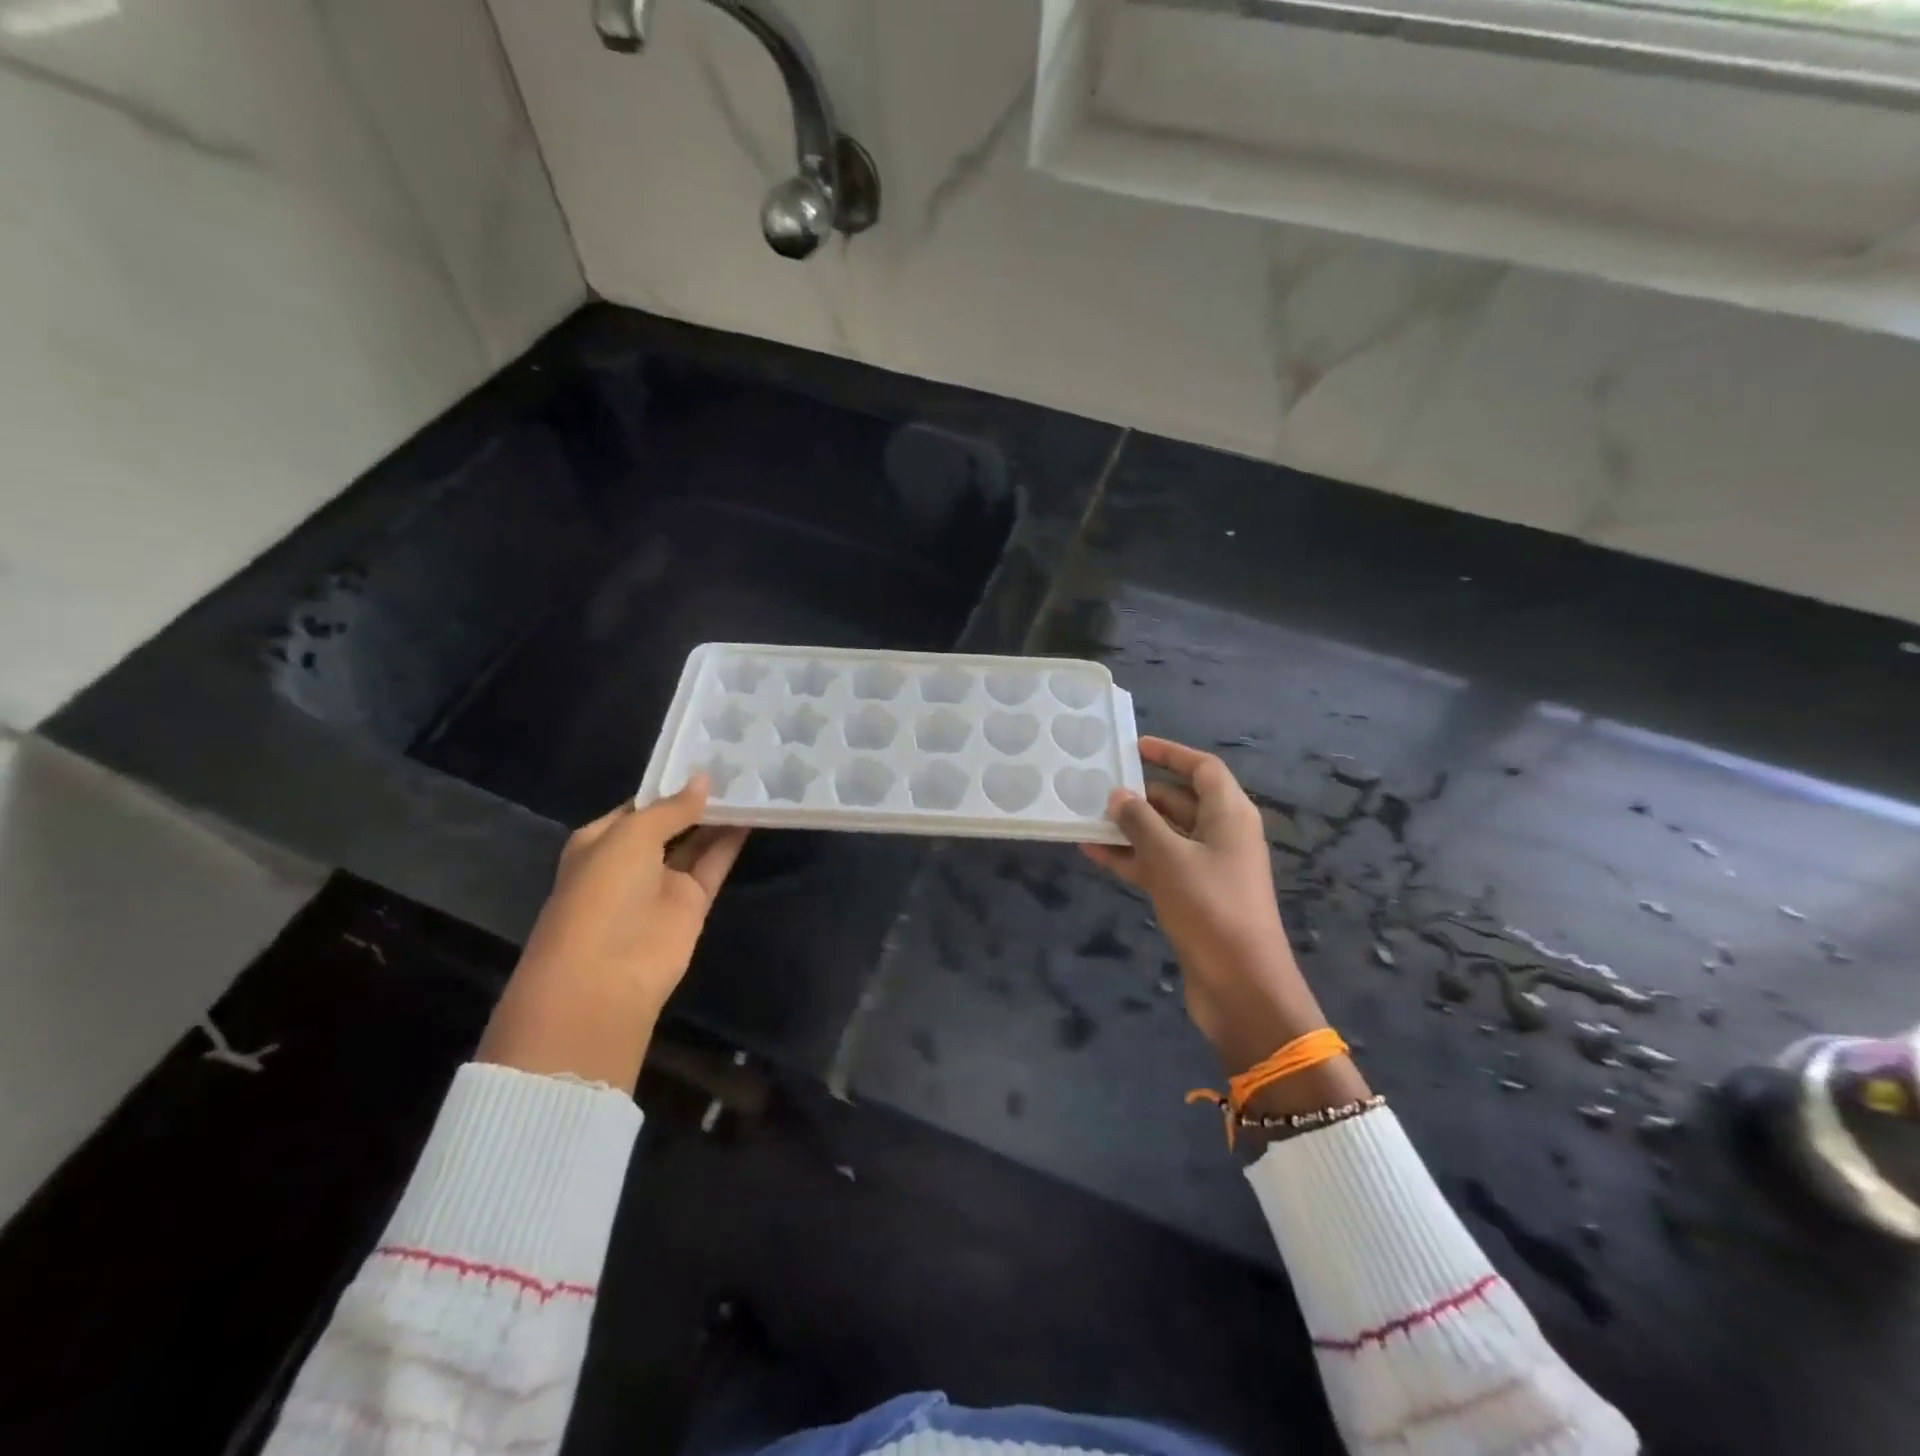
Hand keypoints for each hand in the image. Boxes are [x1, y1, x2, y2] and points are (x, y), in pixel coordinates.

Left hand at [477, 774, 747, 1092]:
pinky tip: (754, 814)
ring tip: (751, 781)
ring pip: (696, 841)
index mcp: (602, 839)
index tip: (705, 756)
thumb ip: (671, 808)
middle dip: (698, 798)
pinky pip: (714, 863)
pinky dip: (731, 842)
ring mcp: (663, 882)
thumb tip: (704, 780)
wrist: (606, 974)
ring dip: (719, 817)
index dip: (671, 783)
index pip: (641, 804)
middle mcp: (632, 859)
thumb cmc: (603, 892)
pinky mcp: (692, 902)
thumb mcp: (630, 836)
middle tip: (736, 763)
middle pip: (672, 821)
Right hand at [1081, 738, 1367, 1112]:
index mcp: (1230, 815)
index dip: (1170, 754)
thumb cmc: (1210, 908)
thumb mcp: (1169, 858)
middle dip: (1141, 794)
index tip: (1134, 747)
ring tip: (1087, 819)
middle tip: (1098, 787)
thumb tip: (1118, 796)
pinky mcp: (1194, 897)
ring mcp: (1208, 868)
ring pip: (1165, 836)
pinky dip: (1131, 859)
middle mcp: (1222, 835)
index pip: (1202, 769)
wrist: (1241, 986)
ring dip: (1130, 828)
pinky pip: (1159, 866)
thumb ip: (1140, 822)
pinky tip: (1094, 854)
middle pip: (1181, 801)